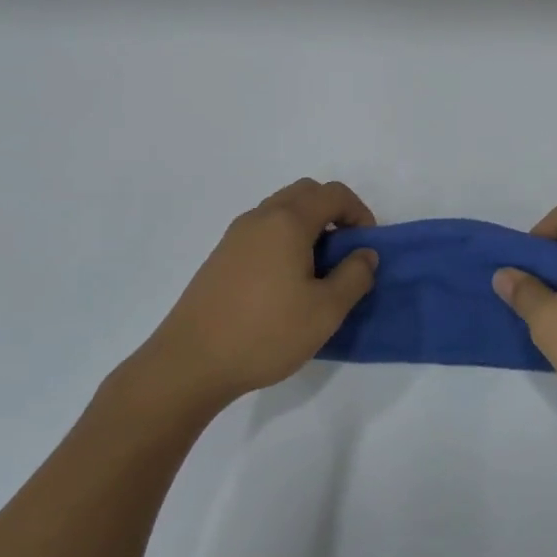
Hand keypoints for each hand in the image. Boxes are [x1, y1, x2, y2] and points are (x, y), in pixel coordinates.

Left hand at [105, 179, 378, 423]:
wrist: (191, 363)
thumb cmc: (266, 333)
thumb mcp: (326, 310)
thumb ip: (355, 276)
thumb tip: (365, 254)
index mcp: (288, 222)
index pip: (333, 194)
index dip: (359, 212)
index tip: (366, 247)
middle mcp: (260, 218)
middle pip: (305, 193)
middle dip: (334, 213)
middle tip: (345, 251)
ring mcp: (235, 236)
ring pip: (281, 211)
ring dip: (308, 226)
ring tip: (318, 270)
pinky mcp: (221, 257)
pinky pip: (263, 231)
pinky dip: (285, 240)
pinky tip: (286, 282)